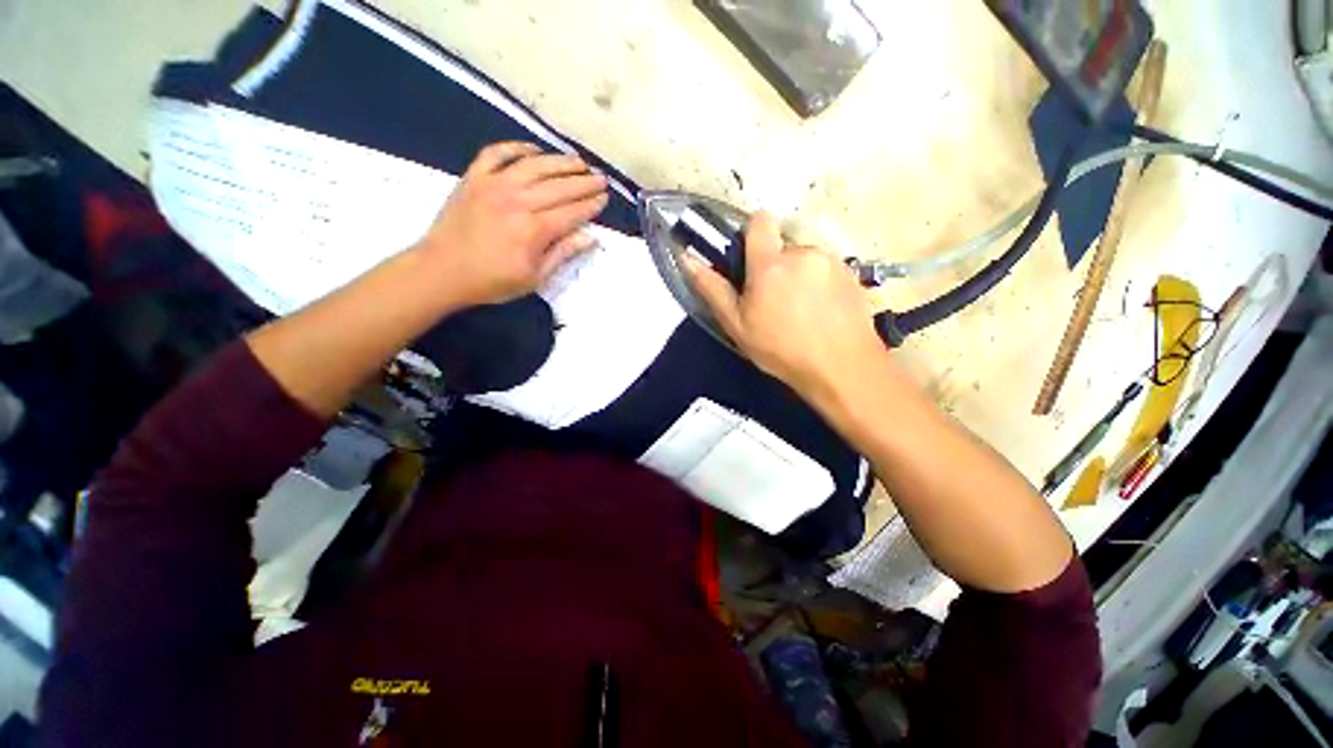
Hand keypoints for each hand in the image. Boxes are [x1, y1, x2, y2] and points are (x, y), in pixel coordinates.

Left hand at [418, 142, 608, 306]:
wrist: (442, 271)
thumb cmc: (492, 281)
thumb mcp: (534, 278)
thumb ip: (562, 254)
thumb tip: (590, 237)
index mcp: (534, 229)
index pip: (571, 211)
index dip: (590, 204)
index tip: (605, 198)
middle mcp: (517, 200)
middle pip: (559, 186)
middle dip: (584, 182)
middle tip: (601, 178)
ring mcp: (493, 184)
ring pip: (535, 165)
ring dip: (560, 161)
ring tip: (579, 162)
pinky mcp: (474, 177)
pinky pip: (497, 153)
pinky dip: (517, 147)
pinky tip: (534, 149)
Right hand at [685, 212, 885, 401]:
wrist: (841, 367)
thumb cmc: (781, 349)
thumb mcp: (738, 325)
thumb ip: (713, 289)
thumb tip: (687, 259)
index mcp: (770, 263)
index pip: (760, 221)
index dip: (753, 233)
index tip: (750, 258)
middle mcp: (802, 252)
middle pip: (783, 245)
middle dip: (776, 265)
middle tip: (775, 300)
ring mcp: (831, 262)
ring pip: (806, 258)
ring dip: (800, 275)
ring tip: (802, 310)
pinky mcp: (852, 274)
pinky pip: (828, 269)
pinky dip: (821, 284)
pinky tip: (822, 312)